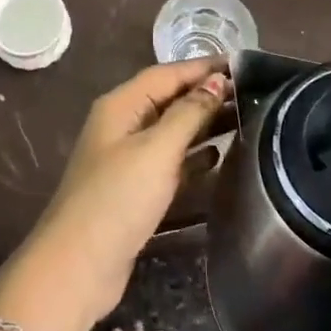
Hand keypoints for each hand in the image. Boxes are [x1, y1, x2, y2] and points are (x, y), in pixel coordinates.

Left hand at [0, 60, 230, 330]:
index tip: (243, 65)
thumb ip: (188, 113)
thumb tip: (217, 80)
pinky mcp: (134, 188)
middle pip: (168, 99)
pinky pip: (170, 160)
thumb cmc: (118, 198)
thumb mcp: (157, 150)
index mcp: (121, 105)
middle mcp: (122, 124)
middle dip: (206, 94)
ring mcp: (126, 158)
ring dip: (204, 123)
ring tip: (245, 118)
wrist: (78, 266)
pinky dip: (193, 156)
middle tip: (253, 92)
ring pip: (171, 130)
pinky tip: (221, 157)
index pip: (166, 74)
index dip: (203, 68)